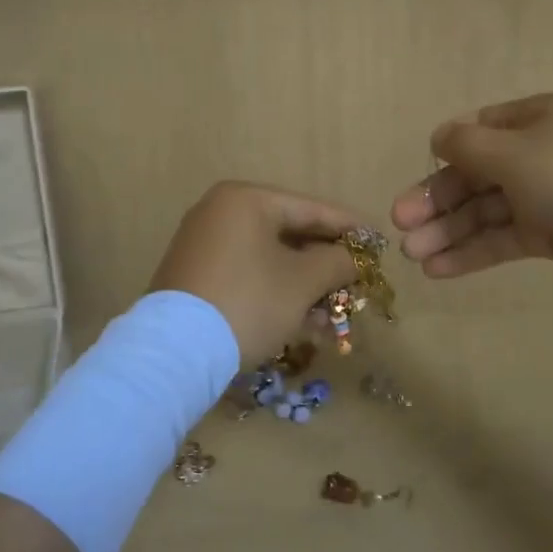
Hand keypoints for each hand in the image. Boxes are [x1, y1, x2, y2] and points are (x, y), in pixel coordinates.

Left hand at [149, 182, 365, 365]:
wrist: (174, 351)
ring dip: (305, 287)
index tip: (378, 242)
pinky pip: (248, 275)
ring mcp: (204, 244)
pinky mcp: (195, 276)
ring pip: (270, 260)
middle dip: (326, 265)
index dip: (349, 227)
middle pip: (289, 235)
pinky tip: (303, 323)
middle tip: (358, 282)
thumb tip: (354, 258)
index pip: (310, 208)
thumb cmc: (248, 302)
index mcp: (245, 200)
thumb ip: (337, 262)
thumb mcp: (302, 282)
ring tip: (335, 314)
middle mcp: (220, 213)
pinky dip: (276, 294)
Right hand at [390, 93, 552, 290]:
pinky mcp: (552, 235)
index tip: (416, 184)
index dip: (441, 159)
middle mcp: (533, 155)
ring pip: (483, 212)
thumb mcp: (516, 153)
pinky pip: (502, 240)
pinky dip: (472, 253)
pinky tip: (439, 269)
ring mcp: (543, 196)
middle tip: (400, 227)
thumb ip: (468, 147)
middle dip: (435, 201)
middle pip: (472, 177)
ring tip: (413, 255)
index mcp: (529, 121)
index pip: (473, 135)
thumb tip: (438, 137)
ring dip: (447, 231)